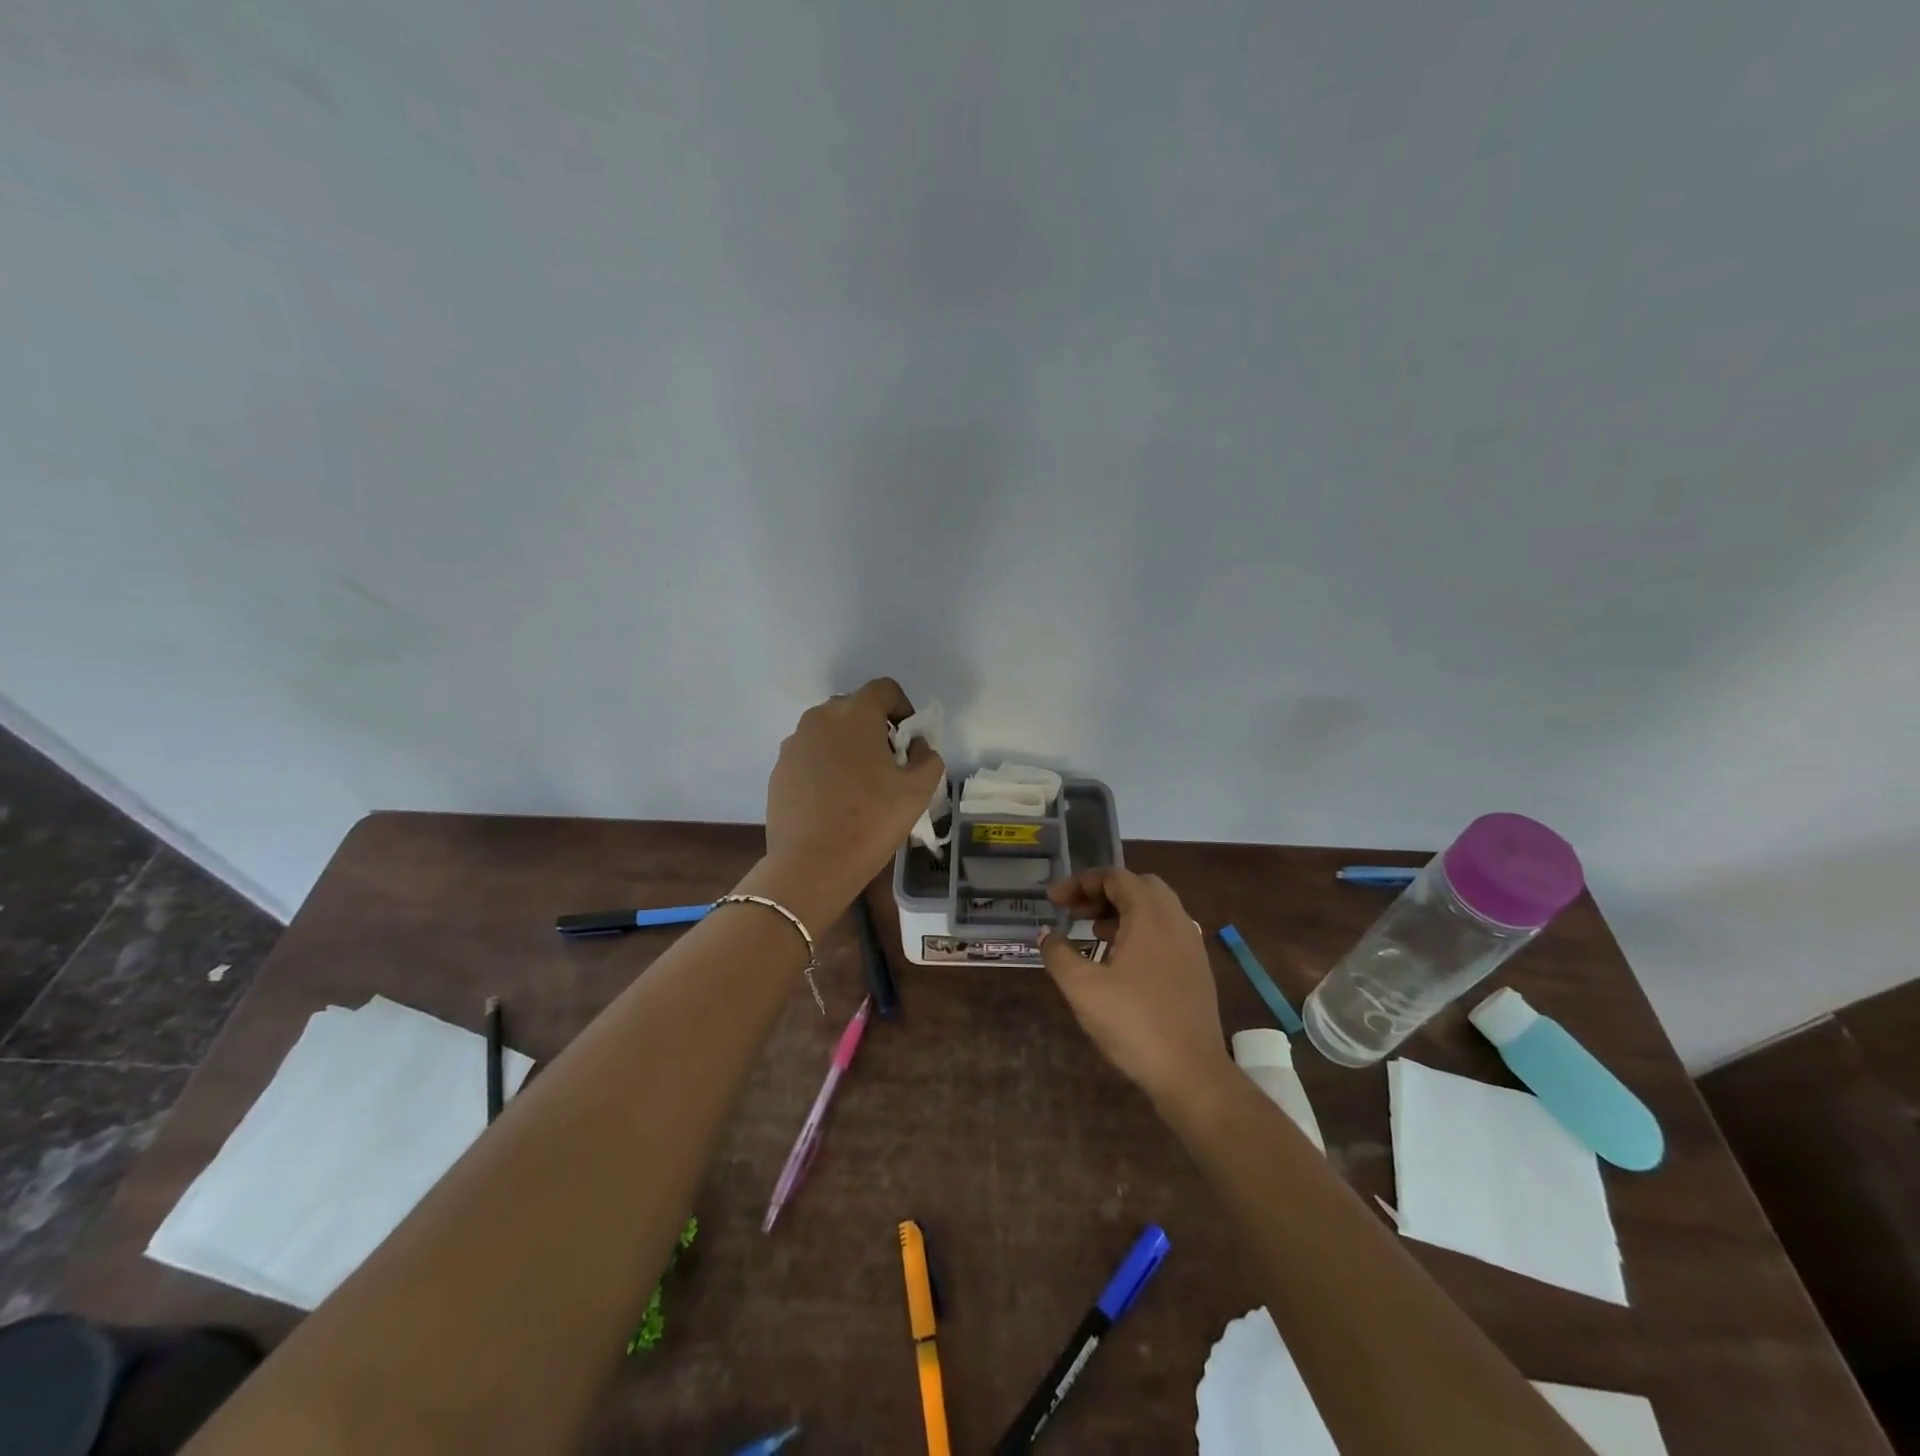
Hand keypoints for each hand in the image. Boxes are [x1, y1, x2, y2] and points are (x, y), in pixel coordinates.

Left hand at [759, 679, 944, 915]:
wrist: (811, 866)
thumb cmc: (871, 822)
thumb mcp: (918, 791)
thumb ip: (927, 757)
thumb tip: (916, 746)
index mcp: (855, 714)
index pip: (884, 689)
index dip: (903, 710)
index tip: (908, 743)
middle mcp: (819, 718)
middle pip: (854, 708)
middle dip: (874, 728)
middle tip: (887, 766)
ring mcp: (794, 744)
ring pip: (829, 732)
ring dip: (847, 746)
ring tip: (859, 786)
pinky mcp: (779, 769)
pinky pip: (809, 755)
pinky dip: (825, 766)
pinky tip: (833, 802)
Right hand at [1039, 868, 1231, 1105]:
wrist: (1192, 1073)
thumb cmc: (1133, 1023)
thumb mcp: (1082, 988)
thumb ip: (1059, 954)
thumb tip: (1046, 934)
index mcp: (1150, 916)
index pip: (1115, 877)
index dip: (1080, 883)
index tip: (1054, 901)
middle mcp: (1176, 921)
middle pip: (1139, 886)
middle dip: (1103, 893)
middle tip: (1076, 912)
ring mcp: (1191, 945)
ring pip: (1156, 910)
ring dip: (1123, 911)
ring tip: (1094, 933)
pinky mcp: (1197, 970)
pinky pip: (1166, 932)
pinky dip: (1140, 931)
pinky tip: (1121, 962)